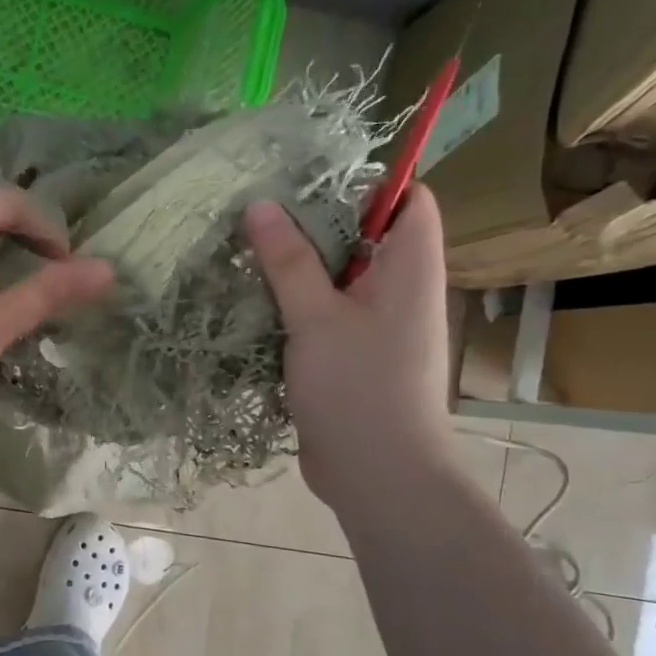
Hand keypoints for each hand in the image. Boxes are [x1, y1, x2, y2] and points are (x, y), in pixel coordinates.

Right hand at [243, 189, 453, 505]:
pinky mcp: (350, 355)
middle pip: (363, 236)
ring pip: (337, 278)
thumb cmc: (359, 388)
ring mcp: (375, 325)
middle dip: (312, 223)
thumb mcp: (316, 318)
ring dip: (296, 267)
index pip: (408, 200)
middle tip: (256, 213)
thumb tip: (260, 204)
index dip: (366, 182)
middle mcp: (399, 290)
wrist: (378, 475)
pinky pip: (323, 314)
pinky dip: (293, 305)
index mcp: (410, 268)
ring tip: (244, 251)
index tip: (305, 181)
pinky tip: (252, 301)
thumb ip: (288, 260)